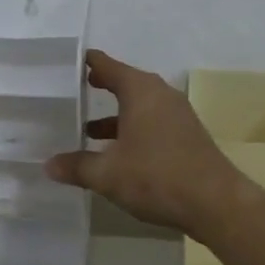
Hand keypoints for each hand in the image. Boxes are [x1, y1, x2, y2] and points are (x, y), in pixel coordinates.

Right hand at [46, 50, 247, 236]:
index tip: (67, 62)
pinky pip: (152, 121)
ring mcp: (177, 115)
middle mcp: (161, 95)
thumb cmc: (156, 177)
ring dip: (115, 114)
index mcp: (141, 91)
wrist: (215, 202)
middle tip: (73, 90)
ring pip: (139, 105)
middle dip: (100, 87)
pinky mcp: (186, 135)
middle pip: (125, 82)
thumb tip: (48, 165)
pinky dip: (132, 128)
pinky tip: (117, 152)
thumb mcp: (108, 174)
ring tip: (87, 128)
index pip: (107, 66)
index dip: (87, 63)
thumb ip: (77, 166)